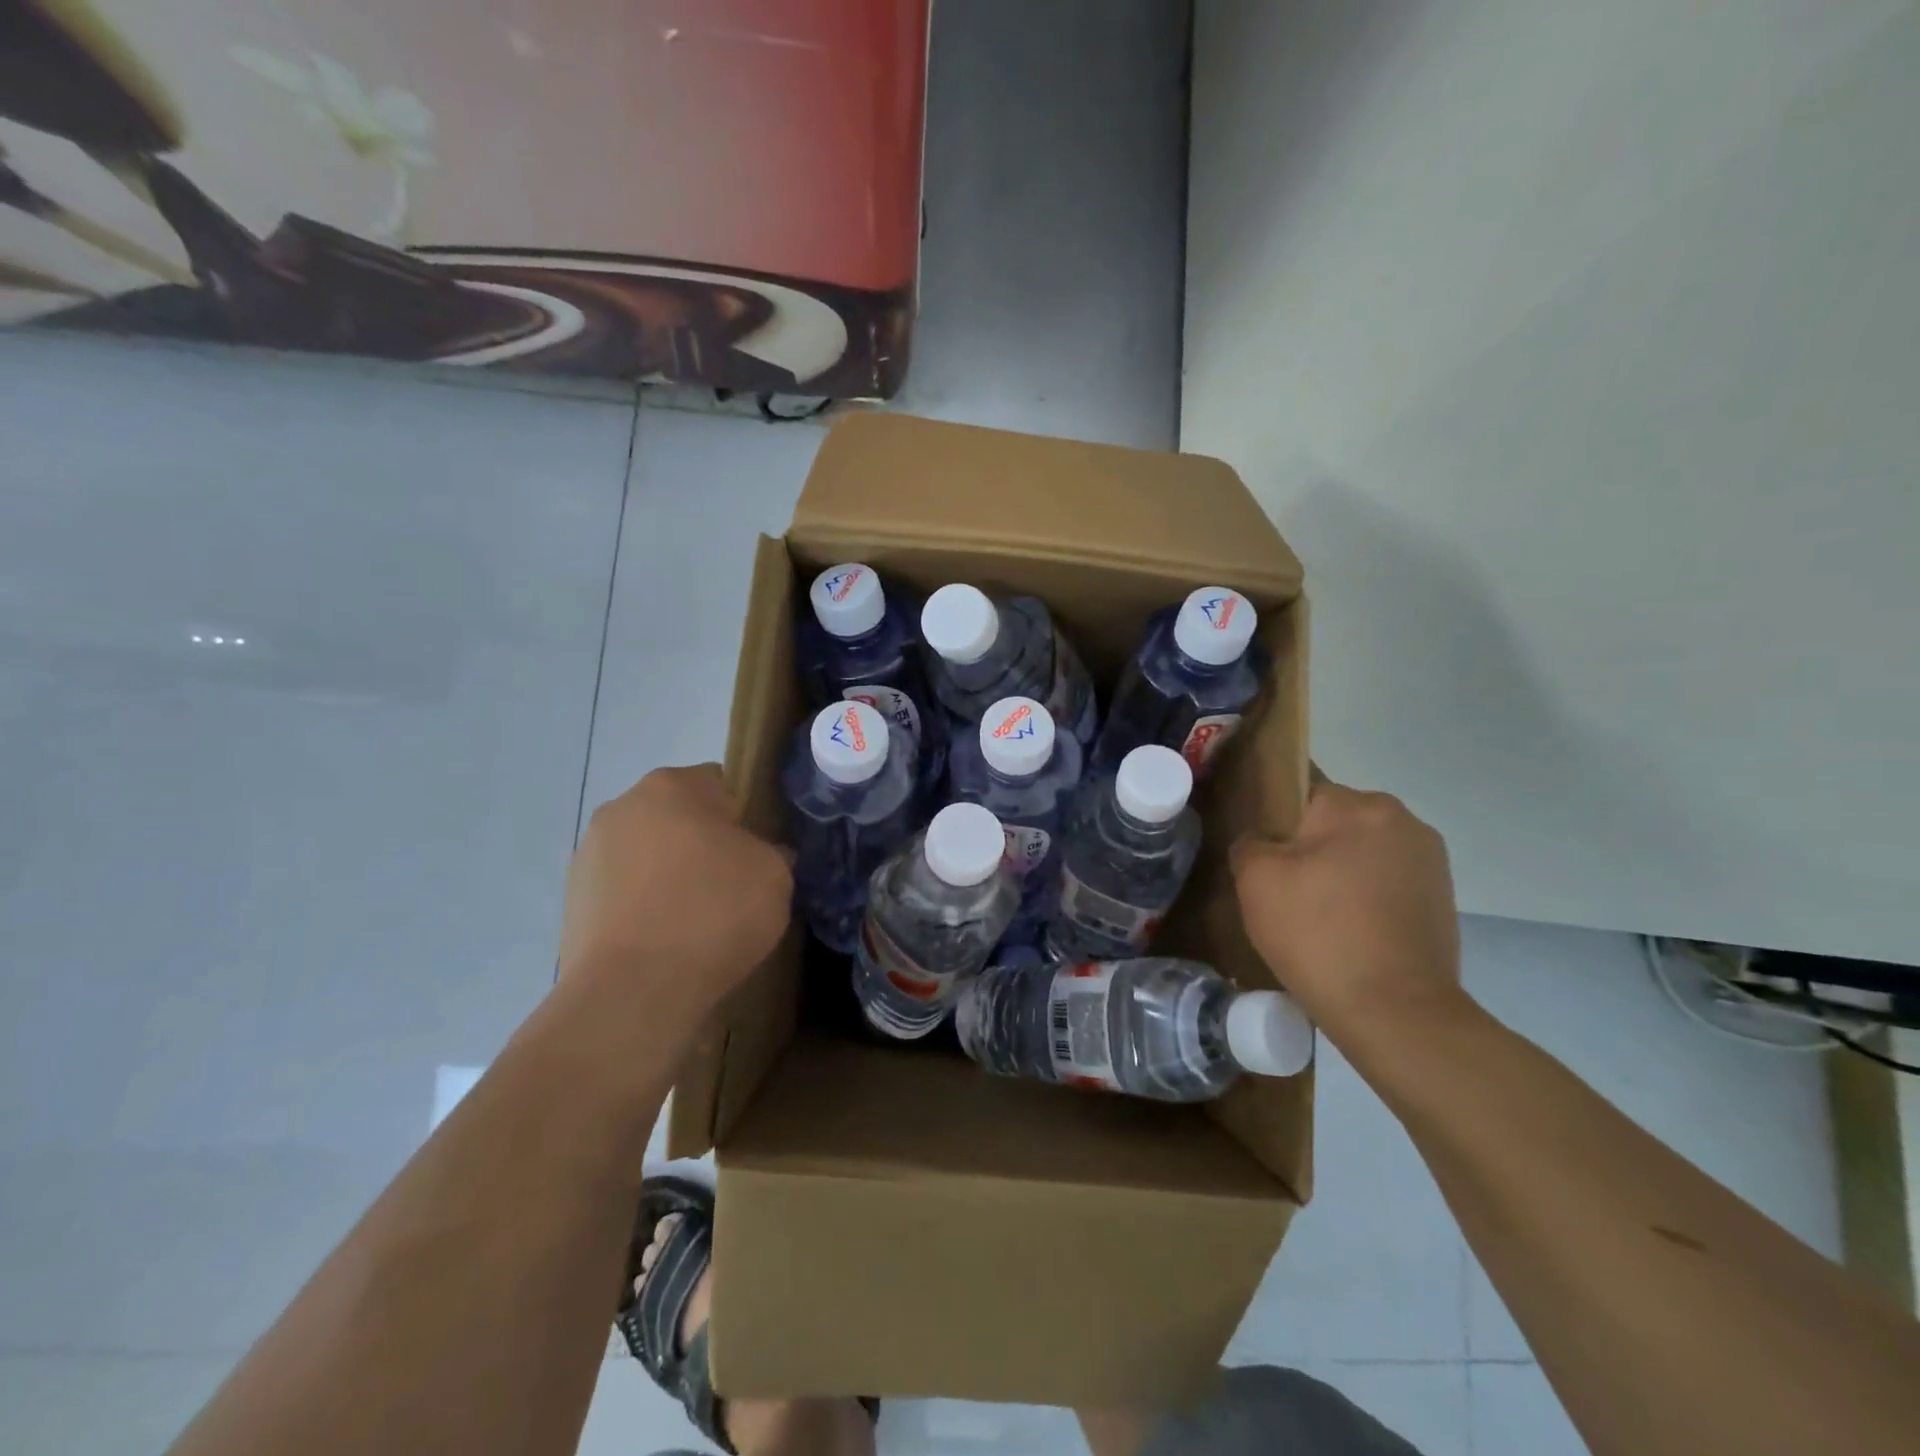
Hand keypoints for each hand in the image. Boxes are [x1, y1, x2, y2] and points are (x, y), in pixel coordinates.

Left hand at [557, 764, 791, 1013]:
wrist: (633, 992)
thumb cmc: (713, 915)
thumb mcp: (775, 876)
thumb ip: (772, 852)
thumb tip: (761, 855)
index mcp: (672, 786)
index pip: (721, 784)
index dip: (745, 818)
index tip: (757, 854)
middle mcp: (623, 806)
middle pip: (679, 817)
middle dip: (703, 844)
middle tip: (731, 886)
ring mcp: (589, 853)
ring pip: (649, 854)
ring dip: (670, 874)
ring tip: (695, 922)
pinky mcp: (572, 899)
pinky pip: (625, 891)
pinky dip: (644, 906)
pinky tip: (664, 941)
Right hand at [1231, 779, 1463, 1052]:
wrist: (1395, 1013)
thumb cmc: (1318, 934)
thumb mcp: (1256, 880)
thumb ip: (1250, 842)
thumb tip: (1262, 842)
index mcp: (1357, 805)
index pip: (1301, 793)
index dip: (1275, 824)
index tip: (1264, 860)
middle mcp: (1403, 820)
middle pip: (1335, 822)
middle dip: (1310, 849)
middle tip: (1286, 894)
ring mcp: (1431, 861)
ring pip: (1362, 853)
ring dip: (1340, 874)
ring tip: (1319, 919)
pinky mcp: (1443, 899)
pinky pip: (1386, 883)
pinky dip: (1366, 899)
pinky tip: (1351, 934)